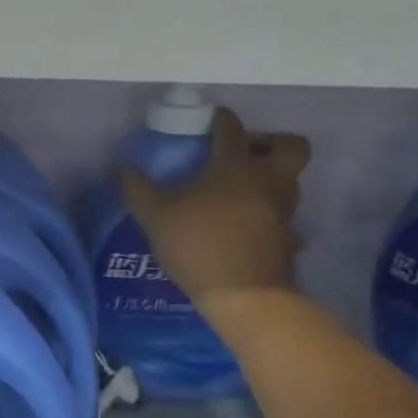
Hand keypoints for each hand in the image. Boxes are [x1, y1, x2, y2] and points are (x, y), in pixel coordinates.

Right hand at [123, 107, 309, 309]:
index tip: (211, 120)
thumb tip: (126, 169)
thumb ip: (139, 190)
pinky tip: (253, 227)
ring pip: (291, 182)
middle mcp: (268, 180)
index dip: (221, 118)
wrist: (246, 298)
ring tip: (244, 191)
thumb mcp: (157, 217)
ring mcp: (284, 211)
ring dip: (273, 178)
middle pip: (291, 145)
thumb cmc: (201, 245)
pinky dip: (273, 218)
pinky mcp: (290, 240)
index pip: (232, 127)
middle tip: (246, 153)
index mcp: (236, 165)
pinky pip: (288, 221)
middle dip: (273, 142)